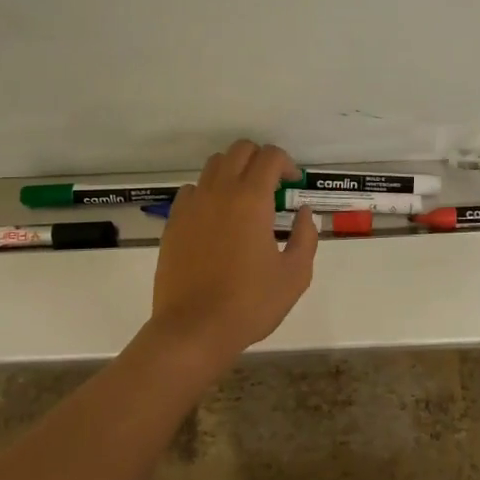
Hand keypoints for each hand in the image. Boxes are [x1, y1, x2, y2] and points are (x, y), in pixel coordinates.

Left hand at [147, 140, 316, 365]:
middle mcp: (219, 191)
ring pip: (213, 165)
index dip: (286, 164)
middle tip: (273, 187)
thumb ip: (306, 237)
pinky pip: (192, 190)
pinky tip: (217, 218)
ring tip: (244, 200)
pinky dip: (208, 192)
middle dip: (260, 159)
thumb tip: (304, 213)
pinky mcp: (174, 222)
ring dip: (234, 171)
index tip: (294, 185)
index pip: (269, 156)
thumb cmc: (250, 304)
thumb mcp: (295, 275)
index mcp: (251, 199)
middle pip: (239, 150)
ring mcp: (192, 205)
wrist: (193, 329)